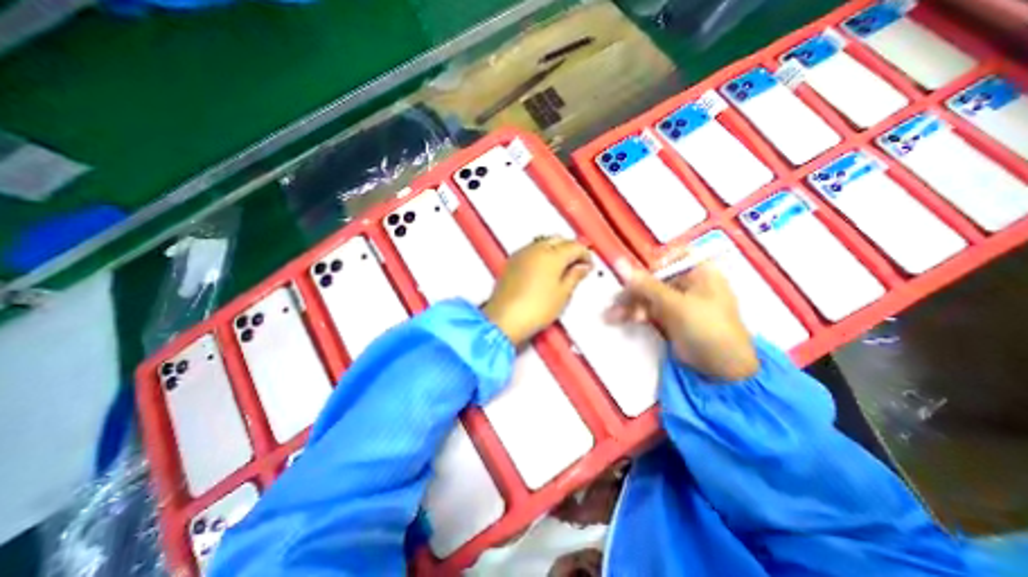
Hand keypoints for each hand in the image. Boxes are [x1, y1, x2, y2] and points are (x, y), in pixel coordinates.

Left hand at [486, 234, 595, 345]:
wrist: (505, 319)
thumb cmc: (536, 308)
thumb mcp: (563, 294)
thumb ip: (575, 276)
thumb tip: (582, 267)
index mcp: (552, 255)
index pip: (575, 246)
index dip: (585, 254)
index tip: (589, 266)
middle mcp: (536, 248)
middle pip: (558, 240)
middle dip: (570, 249)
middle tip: (576, 265)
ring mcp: (521, 253)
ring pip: (543, 243)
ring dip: (555, 250)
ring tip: (560, 268)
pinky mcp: (511, 261)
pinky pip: (531, 250)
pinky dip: (541, 255)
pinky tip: (543, 269)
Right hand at [603, 262, 757, 380]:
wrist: (722, 370)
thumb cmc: (707, 328)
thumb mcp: (675, 304)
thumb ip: (646, 285)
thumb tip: (620, 263)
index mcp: (698, 272)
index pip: (669, 258)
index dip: (650, 265)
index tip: (633, 277)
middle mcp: (687, 284)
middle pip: (654, 280)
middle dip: (632, 291)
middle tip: (614, 301)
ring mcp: (678, 303)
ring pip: (648, 297)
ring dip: (629, 305)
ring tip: (611, 316)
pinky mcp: (670, 319)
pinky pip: (648, 310)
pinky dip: (634, 314)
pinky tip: (619, 319)